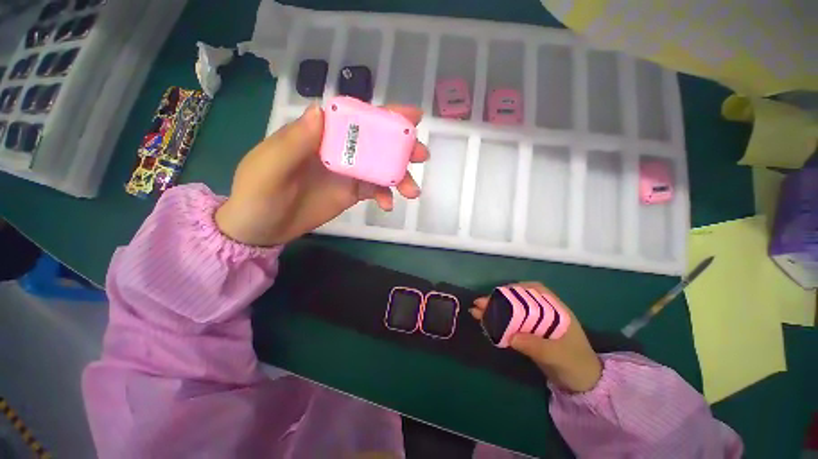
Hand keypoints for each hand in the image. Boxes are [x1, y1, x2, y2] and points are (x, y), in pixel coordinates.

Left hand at [215, 104, 428, 245]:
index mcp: (320, 135)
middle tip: (421, 155)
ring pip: (380, 167)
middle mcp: (338, 149)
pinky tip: (388, 205)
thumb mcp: (270, 167)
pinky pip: (375, 190)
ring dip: (399, 176)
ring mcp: (347, 172)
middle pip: (375, 142)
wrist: (262, 228)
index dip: (384, 115)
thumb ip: (295, 141)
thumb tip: (322, 111)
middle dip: (401, 147)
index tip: (412, 118)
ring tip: (412, 191)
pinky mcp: (352, 192)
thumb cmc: (258, 194)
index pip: (355, 117)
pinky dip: (385, 195)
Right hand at [470, 282, 602, 392]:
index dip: (517, 288)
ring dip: (494, 310)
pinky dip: (498, 322)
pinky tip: (486, 322)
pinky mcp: (529, 334)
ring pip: (512, 311)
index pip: (536, 290)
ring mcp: (536, 324)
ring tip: (476, 311)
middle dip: (499, 300)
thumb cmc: (576, 365)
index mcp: (556, 310)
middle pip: (518, 300)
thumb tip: (511, 337)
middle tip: (480, 303)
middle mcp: (544, 313)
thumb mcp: (558, 356)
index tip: (501, 292)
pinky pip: (512, 324)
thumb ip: (537, 346)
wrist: (582, 385)